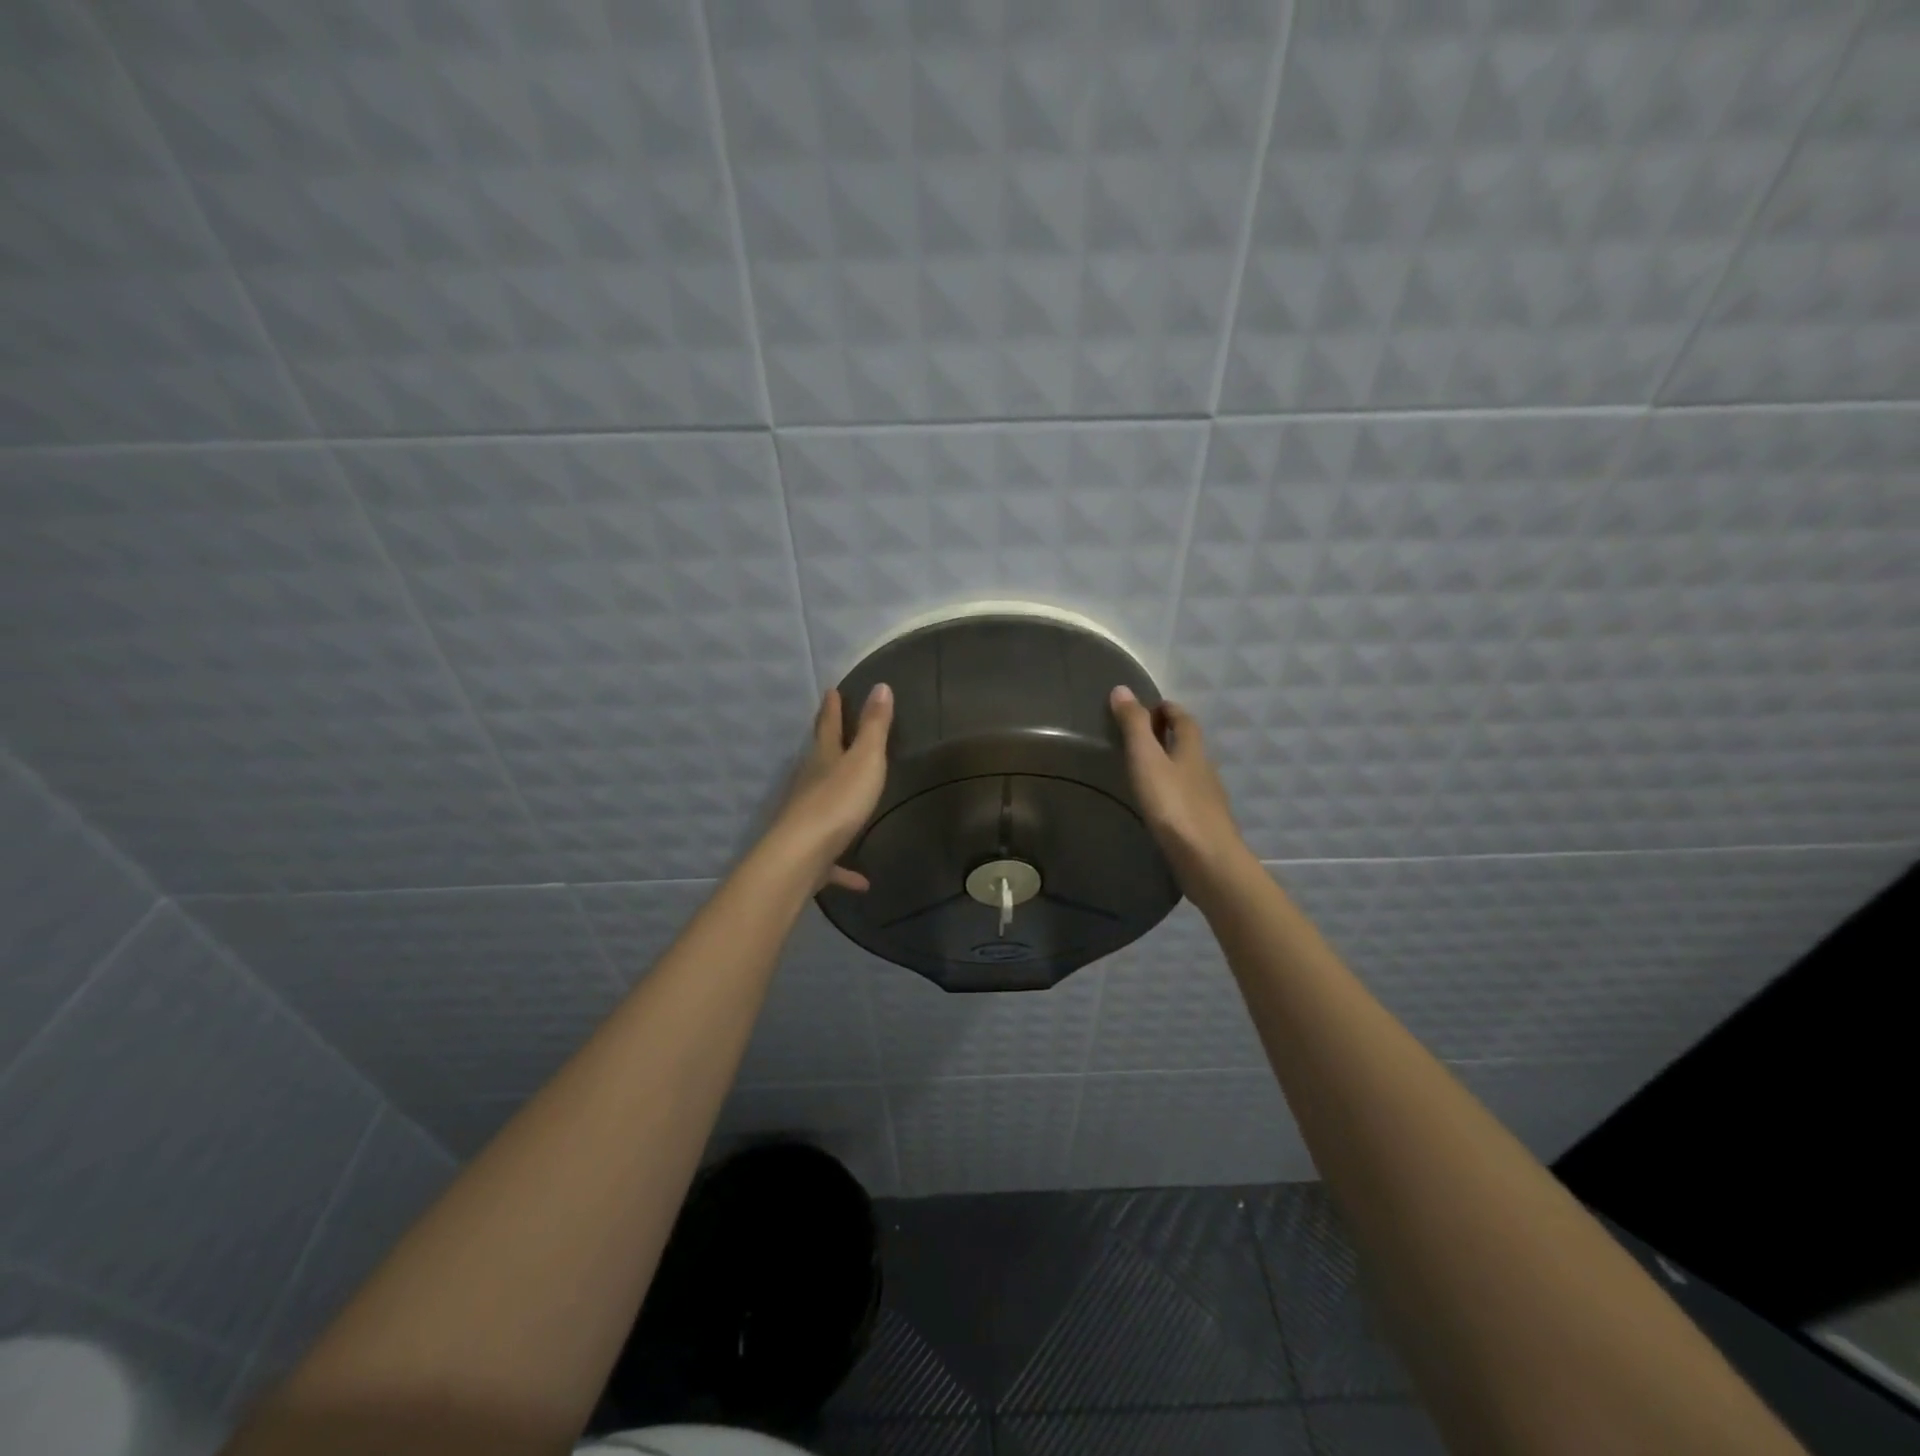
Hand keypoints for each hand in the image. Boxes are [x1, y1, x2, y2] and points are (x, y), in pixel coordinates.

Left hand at [769, 684, 893, 890]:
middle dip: (826, 745)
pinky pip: (832, 859)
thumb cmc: (838, 802)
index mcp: (824, 760)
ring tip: (849, 801)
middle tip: (830, 730)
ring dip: (834, 800)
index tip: (831, 691)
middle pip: (819, 760)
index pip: (829, 726)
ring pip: (820, 804)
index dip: (833, 708)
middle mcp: (810, 785)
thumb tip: (881, 685)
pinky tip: (861, 881)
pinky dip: (844, 868)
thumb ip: (874, 727)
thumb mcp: (865, 759)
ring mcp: (807, 819)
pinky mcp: (811, 854)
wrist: (801, 856)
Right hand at [1109, 686, 1250, 897]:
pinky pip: (1187, 798)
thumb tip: (1122, 689)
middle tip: (1143, 734)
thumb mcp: (1146, 760)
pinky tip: (1159, 805)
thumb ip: (1134, 727)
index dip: (1168, 709)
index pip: (1184, 720)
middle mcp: (1204, 770)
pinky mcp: (1203, 825)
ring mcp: (1207, 799)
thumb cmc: (1174, 806)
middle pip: (1189, 745)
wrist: (1207, 861)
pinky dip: (1173, 791)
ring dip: (1171, 765)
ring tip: (1145, 769)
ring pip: (1189, 772)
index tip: (1151, 706)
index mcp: (1192, 750)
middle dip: (1170, 735)